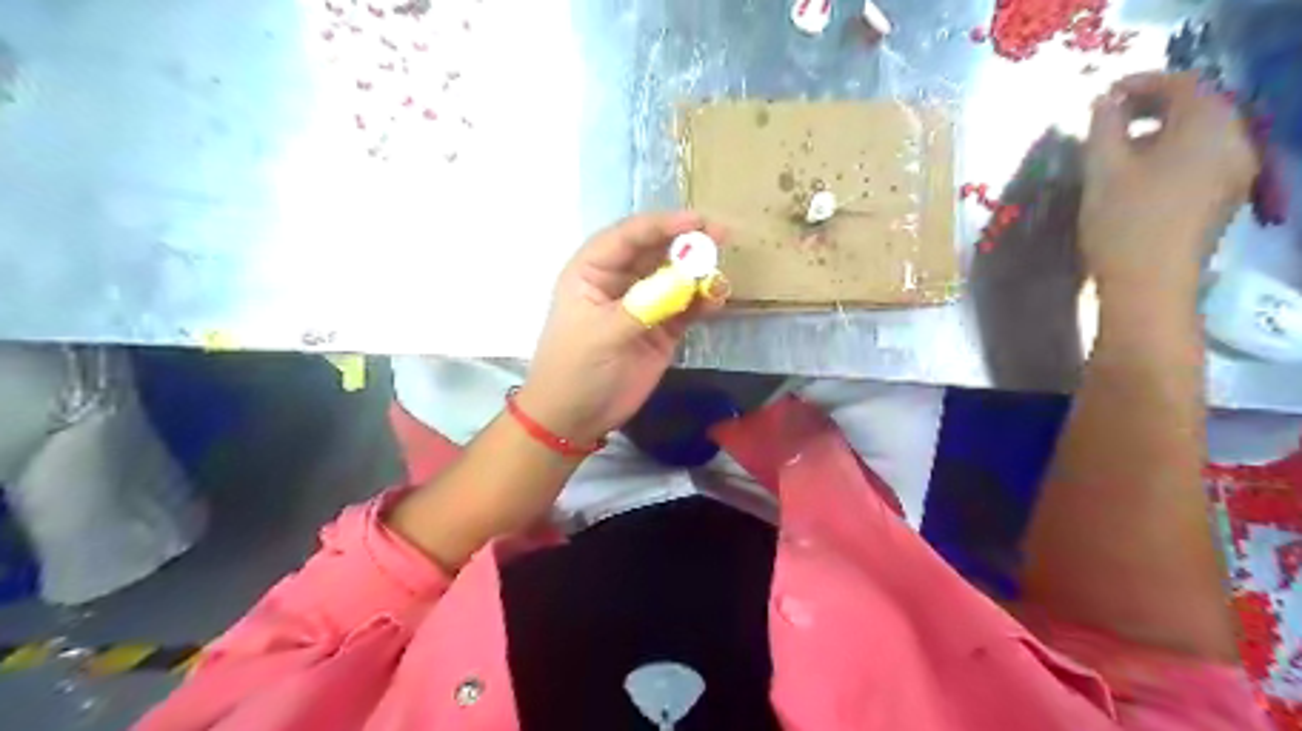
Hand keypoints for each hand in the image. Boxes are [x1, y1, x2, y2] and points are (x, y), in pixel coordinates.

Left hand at [515, 207, 728, 441]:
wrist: (575, 417)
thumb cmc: (575, 368)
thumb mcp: (602, 333)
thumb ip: (644, 305)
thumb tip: (686, 280)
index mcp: (593, 270)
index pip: (628, 236)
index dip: (662, 225)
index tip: (696, 221)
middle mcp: (620, 280)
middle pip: (657, 251)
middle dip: (687, 243)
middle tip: (721, 236)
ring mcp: (644, 304)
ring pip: (675, 278)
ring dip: (698, 273)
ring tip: (720, 275)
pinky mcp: (662, 329)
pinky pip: (686, 307)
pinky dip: (702, 301)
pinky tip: (716, 299)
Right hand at [1080, 71, 1261, 298]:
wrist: (1150, 285)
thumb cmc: (1123, 222)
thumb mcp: (1102, 169)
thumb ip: (1103, 127)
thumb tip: (1105, 102)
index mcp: (1208, 125)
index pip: (1181, 84)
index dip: (1140, 83)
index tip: (1102, 96)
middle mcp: (1234, 140)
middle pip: (1197, 106)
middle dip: (1152, 107)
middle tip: (1108, 120)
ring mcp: (1236, 171)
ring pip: (1200, 134)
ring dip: (1161, 132)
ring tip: (1118, 149)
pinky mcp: (1225, 197)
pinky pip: (1203, 158)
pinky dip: (1172, 153)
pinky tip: (1140, 174)